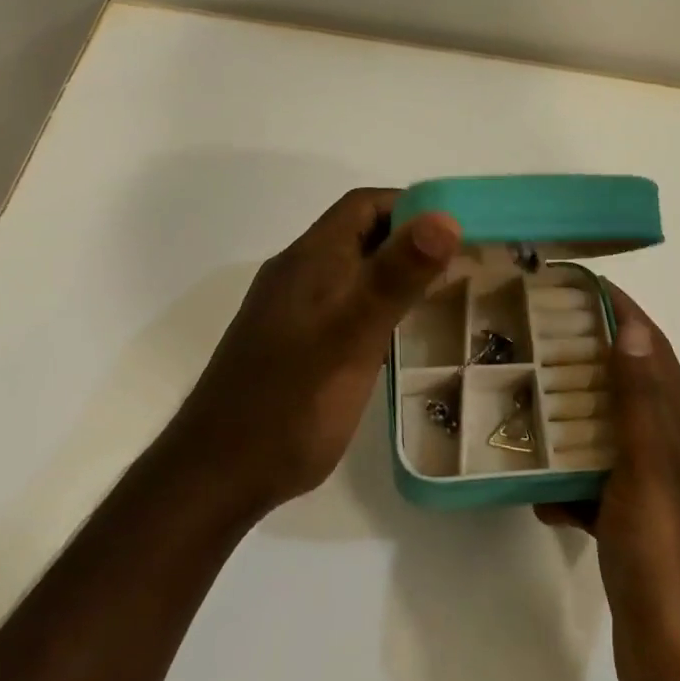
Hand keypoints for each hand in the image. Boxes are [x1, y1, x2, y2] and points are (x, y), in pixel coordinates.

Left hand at [171, 188, 461, 517]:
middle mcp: (299, 273)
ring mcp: (293, 309)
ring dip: (396, 275)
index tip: (457, 230)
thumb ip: (398, 274)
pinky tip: (400, 336)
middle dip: (411, 241)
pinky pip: (344, 305)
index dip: (412, 206)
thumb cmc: (292, 400)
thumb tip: (446, 216)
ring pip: (354, 272)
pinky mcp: (294, 342)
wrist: (217, 475)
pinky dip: (377, 306)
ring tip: (443, 297)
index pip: (366, 204)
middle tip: (462, 265)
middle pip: (361, 235)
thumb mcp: (354, 333)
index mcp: (311, 258)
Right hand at [538, 284, 679, 680]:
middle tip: (531, 331)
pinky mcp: (629, 530)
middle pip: (625, 384)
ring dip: (569, 411)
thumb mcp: (653, 474)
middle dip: (584, 352)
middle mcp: (669, 451)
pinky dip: (564, 477)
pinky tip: (529, 482)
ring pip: (604, 432)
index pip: (651, 349)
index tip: (573, 283)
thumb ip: (640, 403)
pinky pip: (591, 485)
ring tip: (519, 391)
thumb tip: (631, 327)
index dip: (619, 310)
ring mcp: (649, 493)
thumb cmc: (672, 564)